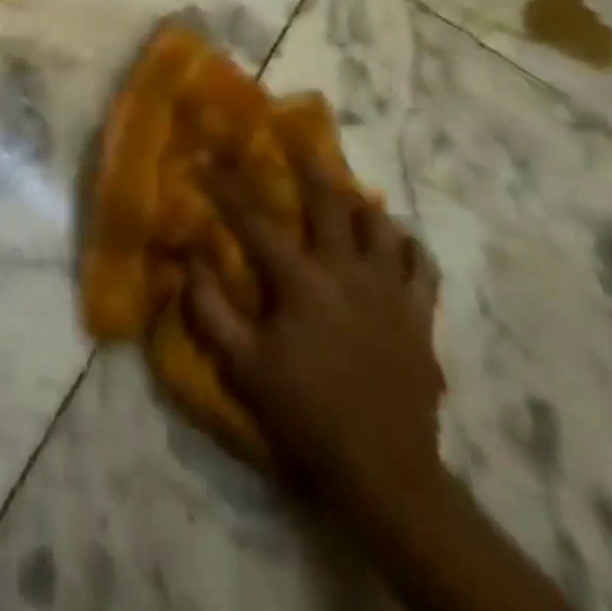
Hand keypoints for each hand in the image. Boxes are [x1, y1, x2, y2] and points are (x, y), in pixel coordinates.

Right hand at [184, 169, 444, 515]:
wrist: (384, 471)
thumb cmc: (305, 413)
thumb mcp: (242, 366)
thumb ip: (210, 309)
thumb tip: (191, 258)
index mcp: (302, 282)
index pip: (255, 220)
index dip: (227, 186)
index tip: (207, 158)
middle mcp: (348, 271)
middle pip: (329, 201)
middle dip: (307, 165)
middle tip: (293, 138)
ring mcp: (390, 290)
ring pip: (379, 223)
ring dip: (357, 202)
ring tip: (342, 193)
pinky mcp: (420, 315)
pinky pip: (420, 264)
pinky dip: (405, 245)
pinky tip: (391, 241)